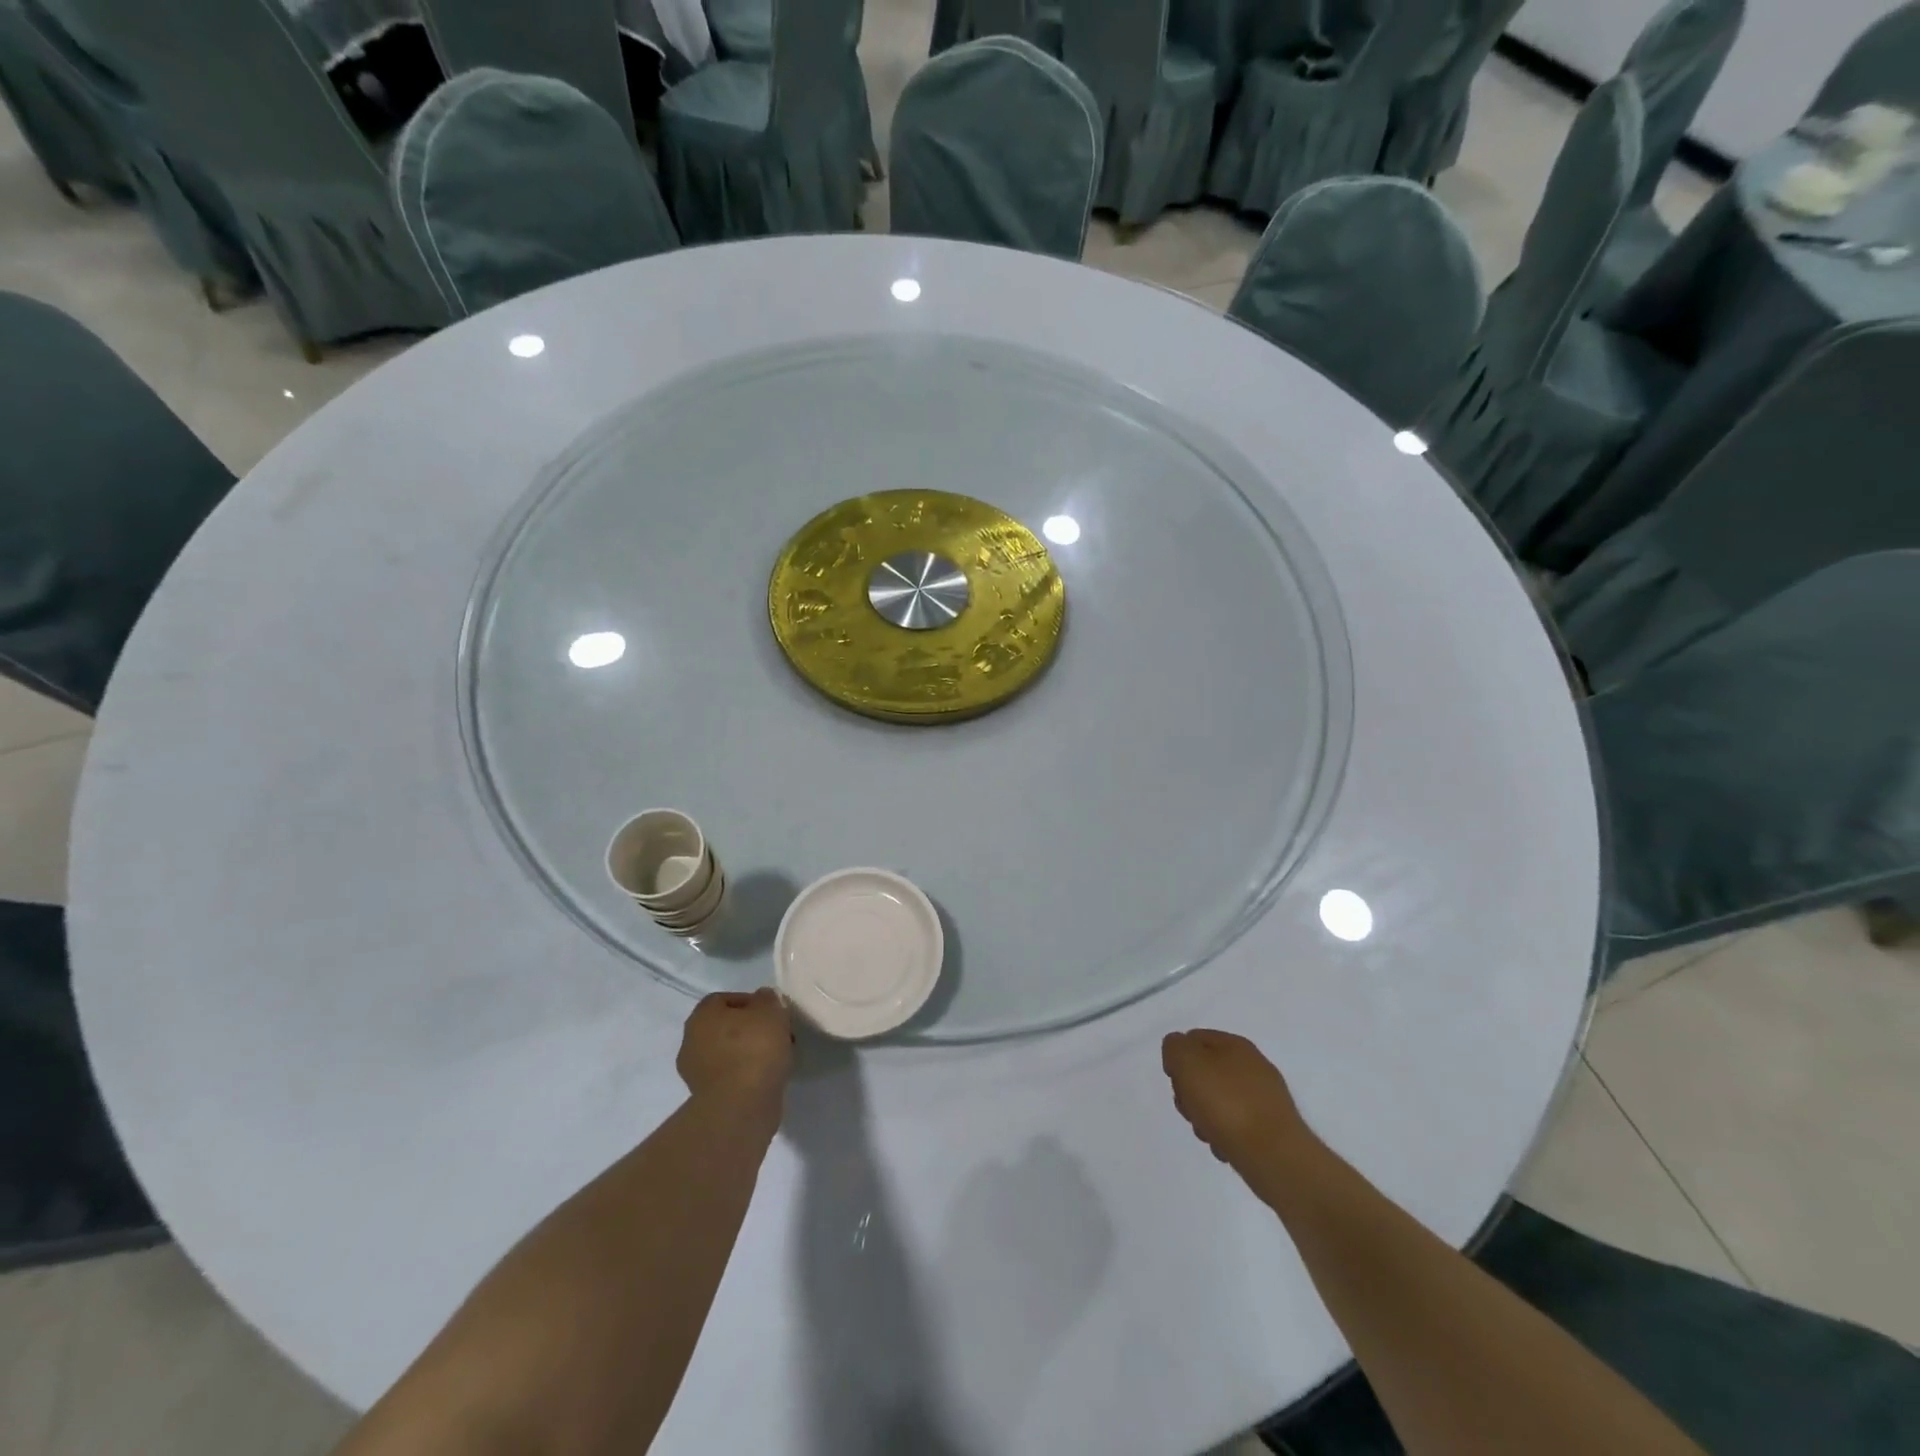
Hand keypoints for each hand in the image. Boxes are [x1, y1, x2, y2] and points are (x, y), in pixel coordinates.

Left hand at [678, 988, 793, 1111]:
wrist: (741, 1106)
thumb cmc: (754, 1048)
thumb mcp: (771, 1010)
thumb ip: (767, 999)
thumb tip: (762, 999)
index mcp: (701, 1015)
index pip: (723, 999)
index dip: (749, 1002)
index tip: (771, 1011)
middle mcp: (691, 1041)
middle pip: (724, 1026)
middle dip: (749, 1028)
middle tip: (775, 1034)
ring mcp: (695, 1072)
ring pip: (726, 1053)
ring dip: (747, 1052)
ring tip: (774, 1057)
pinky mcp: (705, 1098)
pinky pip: (729, 1075)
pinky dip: (745, 1074)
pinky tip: (765, 1076)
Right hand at [1162, 1029, 1310, 1170]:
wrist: (1275, 1157)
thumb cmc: (1227, 1104)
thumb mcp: (1188, 1063)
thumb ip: (1176, 1047)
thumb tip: (1180, 1053)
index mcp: (1235, 1044)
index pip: (1194, 1038)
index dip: (1178, 1058)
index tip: (1176, 1081)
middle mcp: (1252, 1066)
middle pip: (1204, 1071)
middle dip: (1189, 1091)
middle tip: (1190, 1109)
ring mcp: (1263, 1098)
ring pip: (1217, 1100)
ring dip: (1204, 1116)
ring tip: (1207, 1133)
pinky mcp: (1269, 1127)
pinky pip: (1235, 1125)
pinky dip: (1224, 1135)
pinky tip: (1224, 1147)